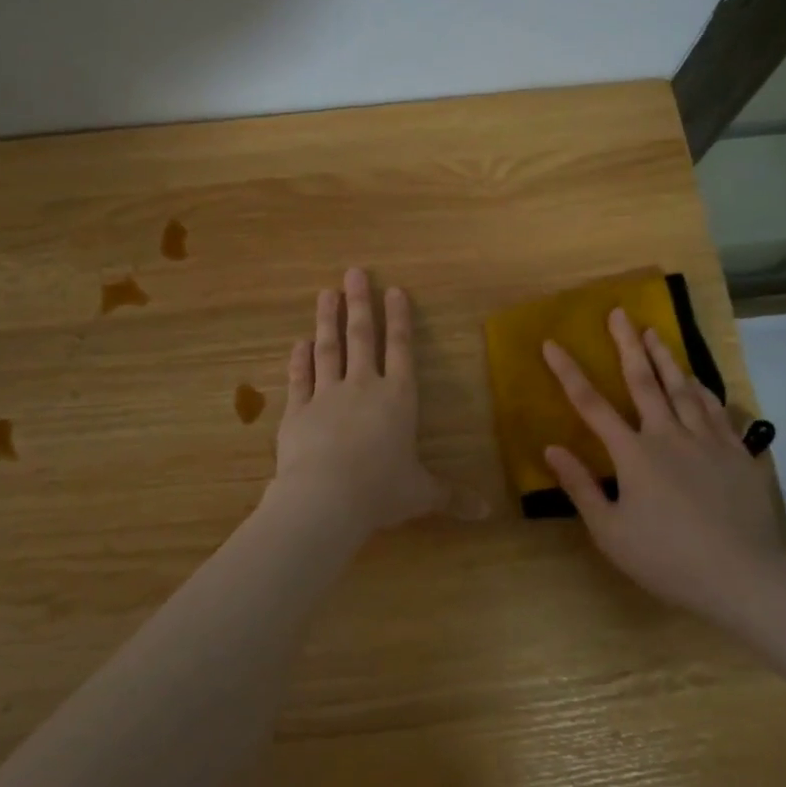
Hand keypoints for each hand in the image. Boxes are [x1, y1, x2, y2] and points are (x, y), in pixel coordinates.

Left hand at [268, 268, 448, 538]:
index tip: (393, 290)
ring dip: (327, 320)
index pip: (400, 350)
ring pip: (328, 349)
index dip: (398, 319)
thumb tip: (488, 514)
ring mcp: (326, 396)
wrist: (325, 498)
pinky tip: (298, 343)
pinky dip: (299, 360)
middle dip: (359, 304)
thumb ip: (452, 497)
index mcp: (398, 399)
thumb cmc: (381, 491)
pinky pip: (299, 379)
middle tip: (353, 272)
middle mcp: (363, 388)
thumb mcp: (422, 494)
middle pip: (361, 338)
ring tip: (326, 293)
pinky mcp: (297, 411)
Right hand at [542, 310, 785, 625]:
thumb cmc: (669, 559)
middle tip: (619, 312)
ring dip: (665, 357)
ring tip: (654, 332)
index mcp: (634, 454)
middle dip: (627, 344)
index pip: (592, 404)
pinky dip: (703, 389)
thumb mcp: (611, 532)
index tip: (552, 343)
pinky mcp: (737, 453)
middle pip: (644, 381)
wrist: (746, 578)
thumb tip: (552, 447)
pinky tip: (698, 380)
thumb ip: (581, 487)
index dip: (568, 372)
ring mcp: (707, 440)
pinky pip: (717, 410)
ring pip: (683, 387)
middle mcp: (669, 435)